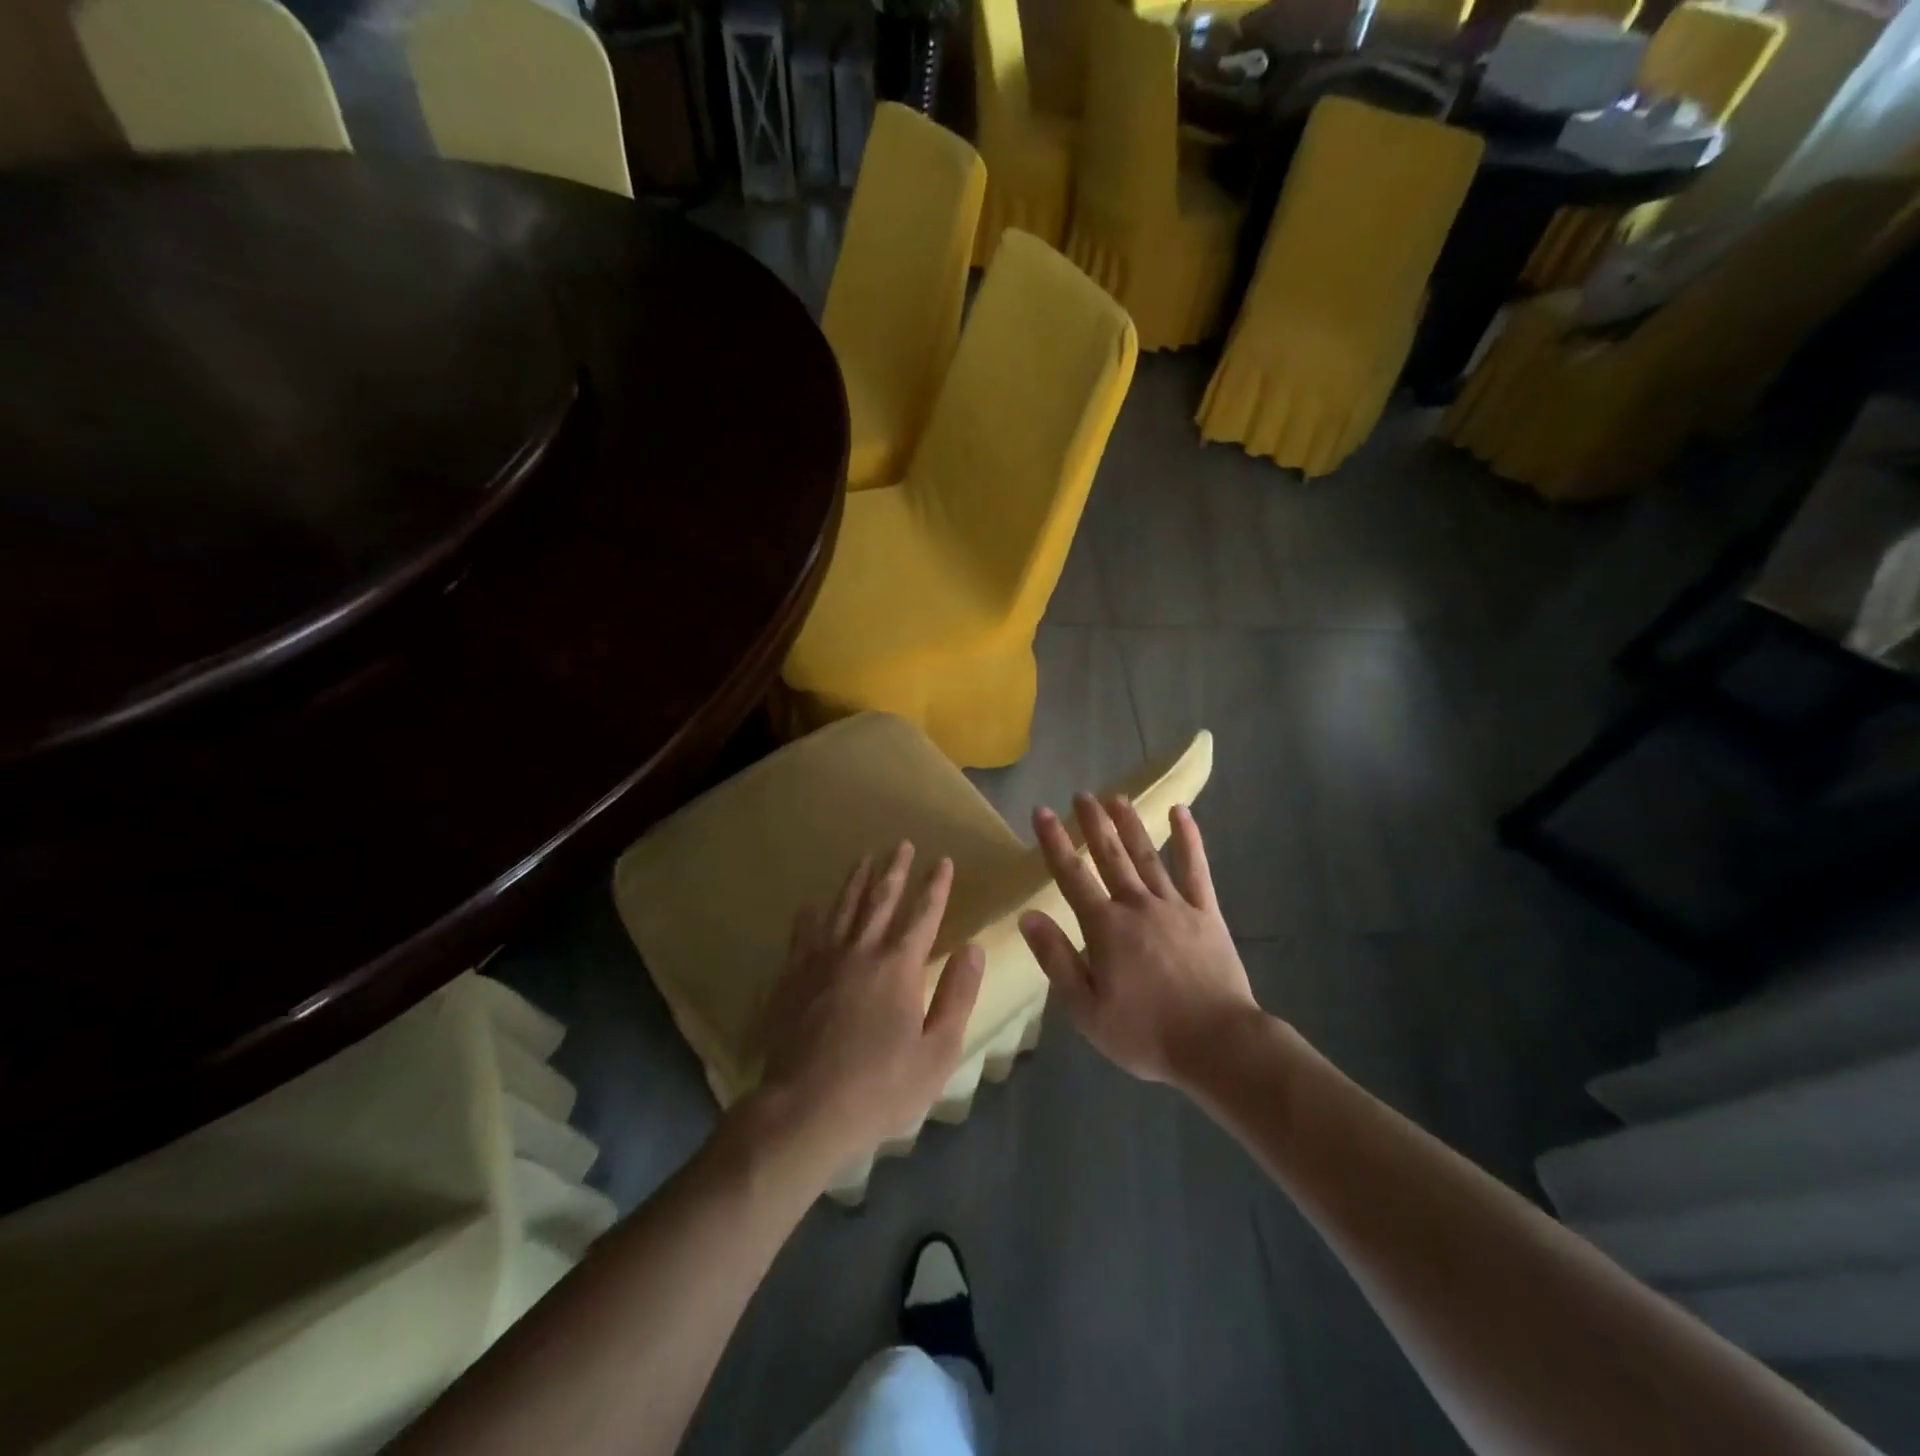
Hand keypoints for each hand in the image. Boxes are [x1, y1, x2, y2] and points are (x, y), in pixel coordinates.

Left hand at [752, 843, 985, 1176]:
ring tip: (865, 858)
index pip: (924, 914)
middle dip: (896, 870)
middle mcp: (862, 951)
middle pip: (881, 899)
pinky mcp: (794, 977)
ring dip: (857, 880)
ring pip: (843, 907)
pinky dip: (811, 915)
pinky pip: (804, 934)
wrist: (805, 1109)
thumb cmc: (881, 1087)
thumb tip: (973, 948)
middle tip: (902, 844)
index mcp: (900, 967)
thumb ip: (958, 995)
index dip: (936, 886)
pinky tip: (811, 903)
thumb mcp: (938, 1051)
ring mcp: (823, 960)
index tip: (943, 860)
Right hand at [1020, 793, 1259, 1088]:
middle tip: (1082, 795)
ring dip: (1130, 824)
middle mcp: (1137, 905)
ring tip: (1117, 797)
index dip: (1054, 842)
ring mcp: (1175, 905)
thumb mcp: (1087, 1009)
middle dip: (1093, 823)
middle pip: (1110, 856)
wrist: (1218, 1045)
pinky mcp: (1207, 914)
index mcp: (1105, 927)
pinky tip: (1181, 813)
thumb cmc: (1146, 1034)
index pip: (1071, 875)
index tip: (1042, 811)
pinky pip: (1196, 870)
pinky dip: (1188, 840)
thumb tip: (1029, 916)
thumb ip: (1056, 959)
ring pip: (1147, 855)